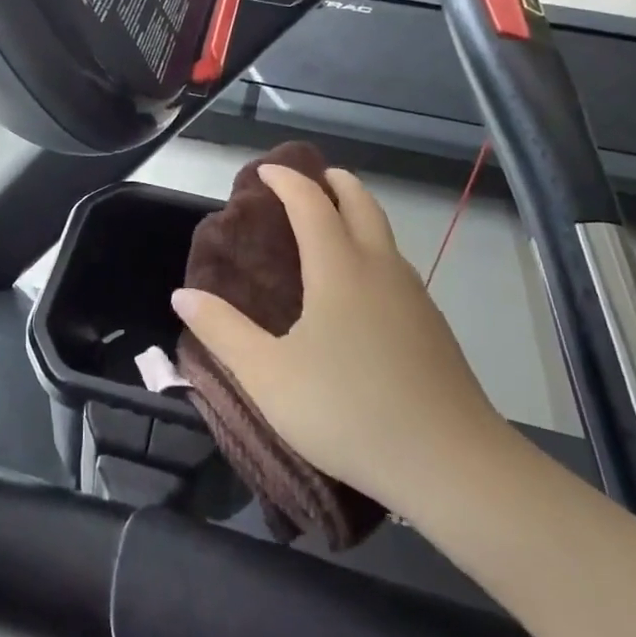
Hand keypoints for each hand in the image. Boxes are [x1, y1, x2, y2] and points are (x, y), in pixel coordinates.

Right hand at [172, 164, 511, 514]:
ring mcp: (414, 296)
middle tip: (311, 178)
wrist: (452, 465)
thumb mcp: (268, 376)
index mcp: (339, 269)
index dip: (287, 181)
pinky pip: (396, 266)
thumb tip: (183, 294)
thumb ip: (222, 331)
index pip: (311, 203)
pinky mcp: (433, 327)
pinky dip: (372, 249)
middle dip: (335, 182)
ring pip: (384, 235)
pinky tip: (360, 288)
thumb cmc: (348, 411)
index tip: (265, 171)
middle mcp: (380, 269)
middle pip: (361, 203)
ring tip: (331, 226)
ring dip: (357, 214)